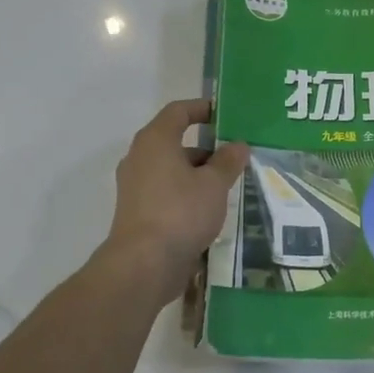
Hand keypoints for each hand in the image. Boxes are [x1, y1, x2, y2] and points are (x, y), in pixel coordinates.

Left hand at [103, 99, 248, 297]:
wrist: (144, 264)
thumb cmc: (181, 212)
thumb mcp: (214, 184)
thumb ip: (228, 161)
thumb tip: (238, 145)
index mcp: (155, 141)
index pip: (178, 111)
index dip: (201, 109)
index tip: (223, 115)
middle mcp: (140, 158)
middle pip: (175, 142)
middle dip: (206, 149)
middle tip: (235, 158)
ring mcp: (135, 186)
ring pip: (171, 170)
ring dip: (198, 175)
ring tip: (228, 188)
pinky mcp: (137, 212)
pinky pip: (166, 193)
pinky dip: (186, 194)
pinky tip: (209, 211)